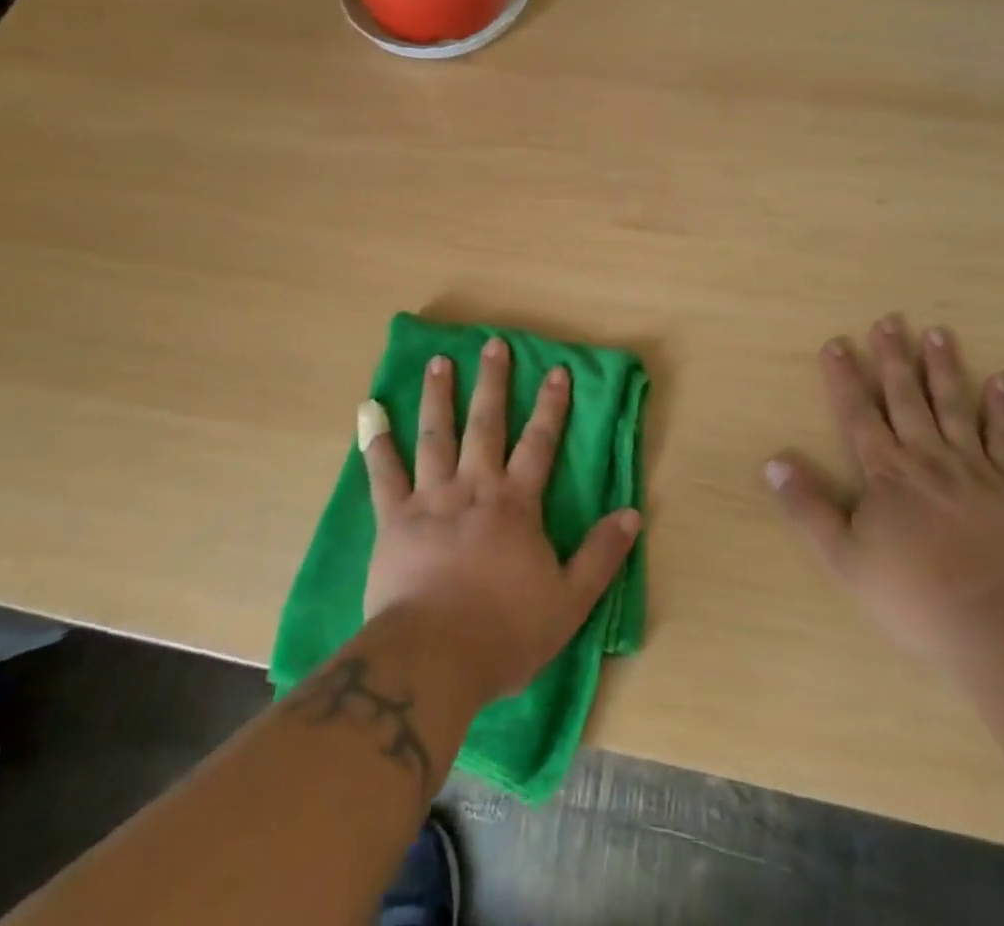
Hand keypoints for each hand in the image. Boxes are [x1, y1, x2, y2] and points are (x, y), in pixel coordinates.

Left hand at [358, 337, 641, 703]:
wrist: (435, 659)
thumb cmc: (505, 631)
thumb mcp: (569, 600)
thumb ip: (600, 554)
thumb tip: (631, 513)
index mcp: (515, 503)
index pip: (539, 442)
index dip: (551, 405)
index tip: (556, 370)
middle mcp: (474, 487)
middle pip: (486, 424)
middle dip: (493, 382)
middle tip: (492, 344)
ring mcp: (431, 499)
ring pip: (436, 436)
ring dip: (439, 396)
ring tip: (439, 361)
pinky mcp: (394, 519)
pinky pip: (384, 474)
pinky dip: (377, 443)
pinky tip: (371, 413)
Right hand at [765, 314, 1003, 660]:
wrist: (1002, 624)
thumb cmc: (914, 594)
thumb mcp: (843, 557)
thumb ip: (808, 507)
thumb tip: (773, 462)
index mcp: (886, 472)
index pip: (858, 413)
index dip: (845, 377)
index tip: (837, 342)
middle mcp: (928, 458)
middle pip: (906, 398)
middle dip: (893, 358)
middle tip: (889, 320)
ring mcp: (974, 469)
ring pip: (955, 406)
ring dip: (944, 368)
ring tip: (938, 332)